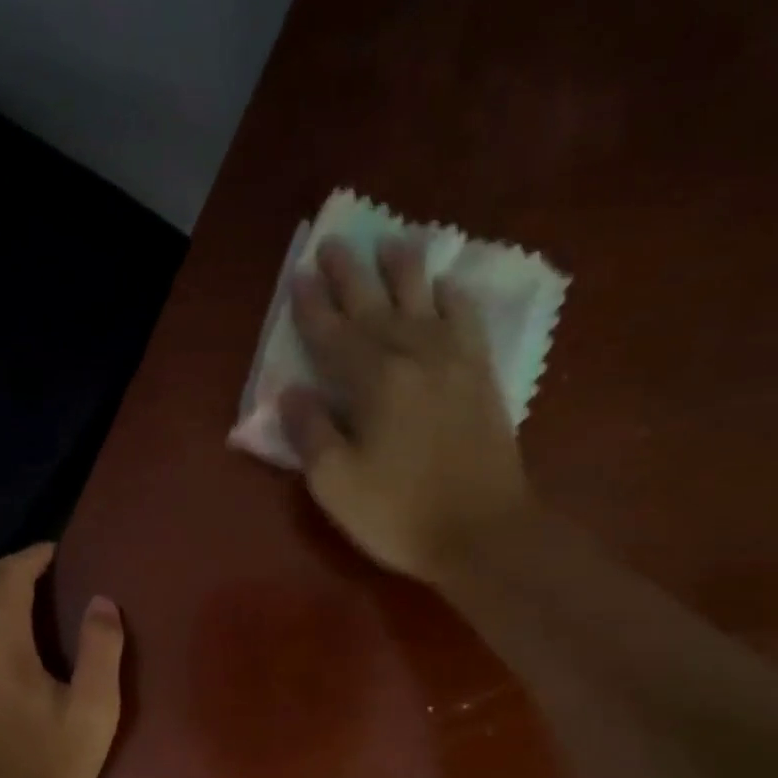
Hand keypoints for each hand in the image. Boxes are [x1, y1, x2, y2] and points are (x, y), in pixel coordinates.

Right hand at [281, 234, 531, 582]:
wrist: (483, 534)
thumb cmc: (399, 514)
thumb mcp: (335, 484)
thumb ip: (311, 432)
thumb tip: (294, 392)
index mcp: (374, 382)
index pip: (333, 335)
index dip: (312, 308)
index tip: (299, 277)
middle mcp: (414, 357)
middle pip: (376, 307)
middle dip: (350, 276)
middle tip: (334, 244)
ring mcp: (455, 363)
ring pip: (425, 302)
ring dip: (404, 271)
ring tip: (392, 244)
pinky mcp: (483, 377)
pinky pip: (467, 322)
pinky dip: (454, 298)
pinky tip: (447, 287)